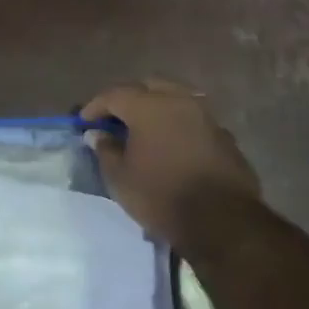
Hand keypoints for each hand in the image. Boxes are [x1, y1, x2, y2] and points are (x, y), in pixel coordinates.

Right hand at [81, 78, 261, 247]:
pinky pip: (194, 120)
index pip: (114, 94)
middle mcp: (179, 101)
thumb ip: (106, 149)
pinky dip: (178, 125)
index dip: (95, 106)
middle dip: (129, 98)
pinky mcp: (225, 137)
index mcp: (149, 106)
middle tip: (116, 118)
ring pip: (176, 99)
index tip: (84, 122)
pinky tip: (171, 145)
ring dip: (157, 108)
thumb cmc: (161, 196)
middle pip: (149, 86)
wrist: (223, 223)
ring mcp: (206, 117)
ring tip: (144, 130)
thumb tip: (98, 134)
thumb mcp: (120, 178)